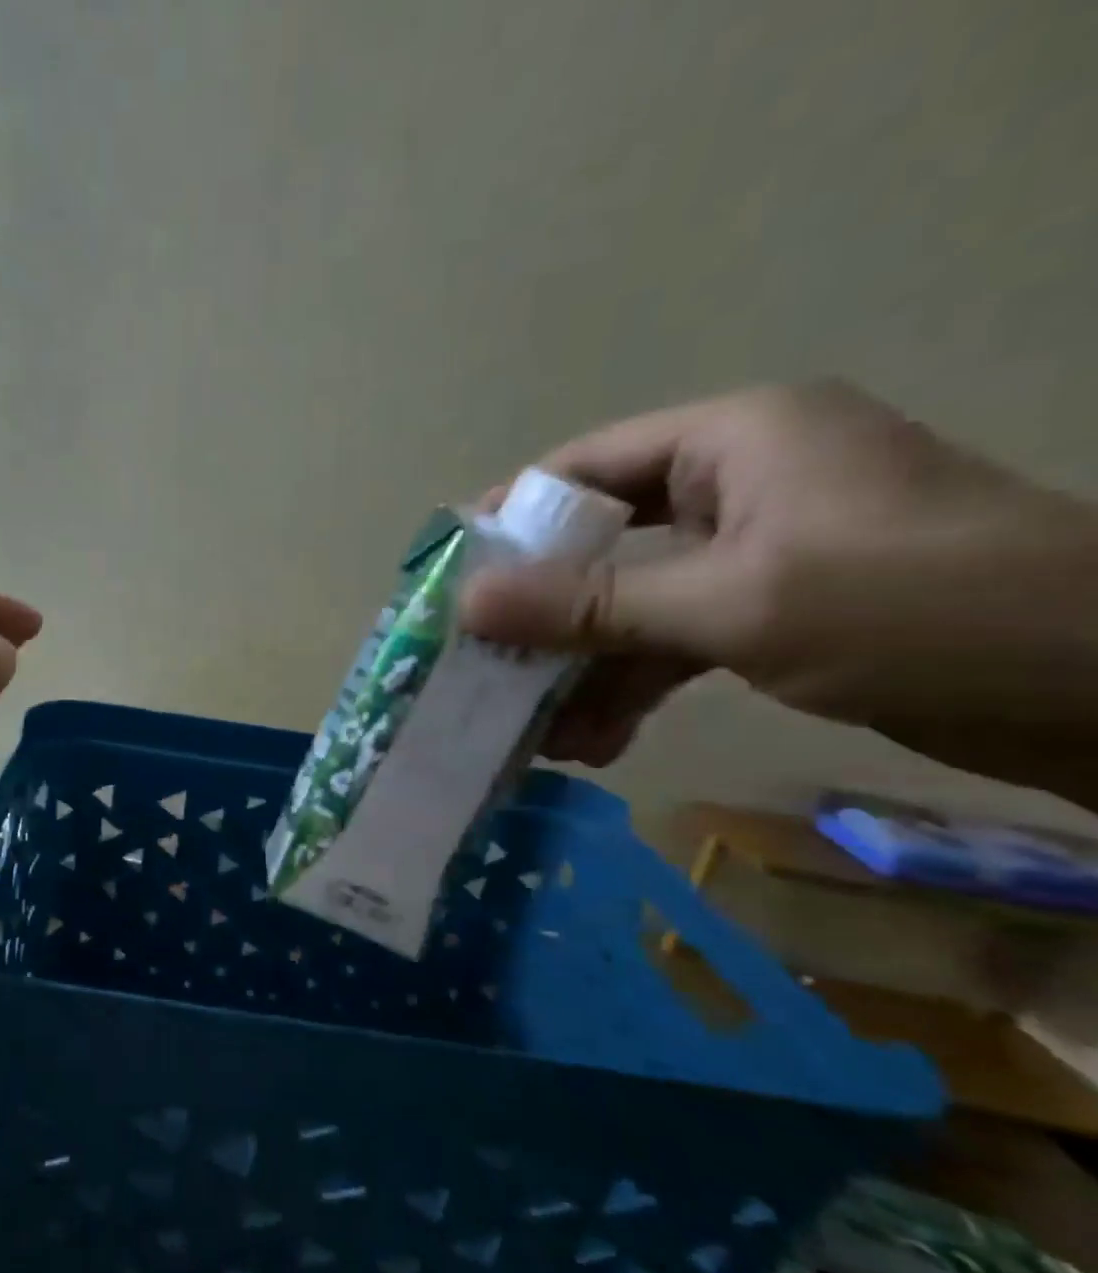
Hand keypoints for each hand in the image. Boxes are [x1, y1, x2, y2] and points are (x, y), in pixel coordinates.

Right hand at [460, 381, 1097, 804]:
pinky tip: (592, 743)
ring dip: (582, 669)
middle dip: (541, 617)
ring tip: (533, 735)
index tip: (448, 583)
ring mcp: (755, 550)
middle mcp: (736, 483)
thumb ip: (590, 604)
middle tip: (479, 669)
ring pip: (631, 603)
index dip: (508, 521)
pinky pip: (672, 640)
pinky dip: (631, 688)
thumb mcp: (731, 604)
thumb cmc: (915, 610)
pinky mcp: (774, 609)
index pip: (582, 467)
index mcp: (731, 440)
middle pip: (598, 543)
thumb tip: (466, 601)